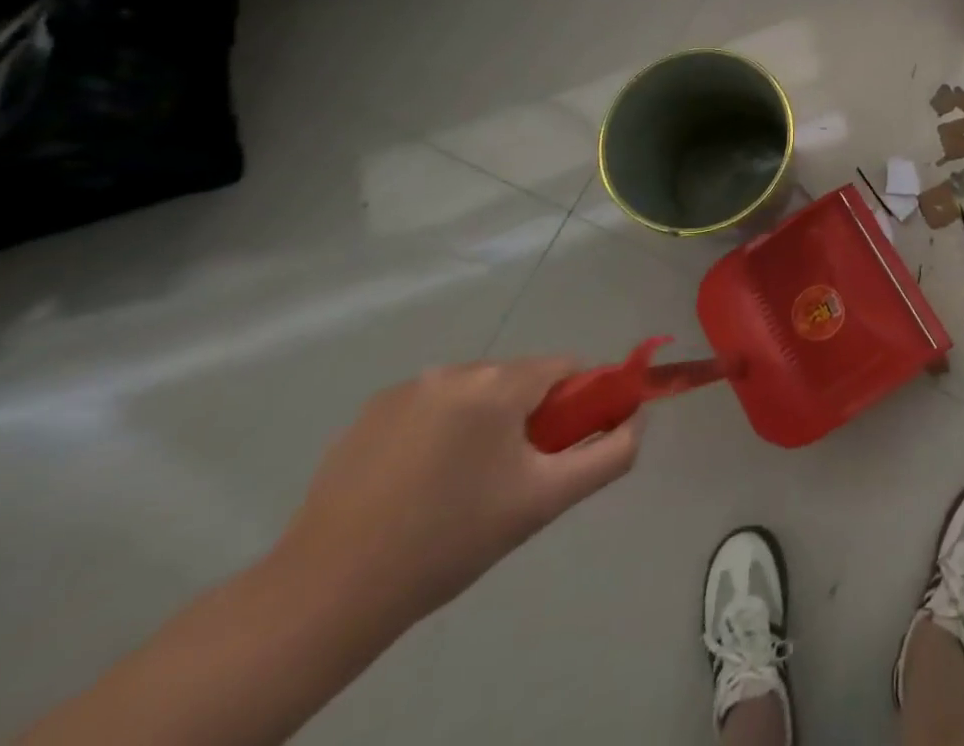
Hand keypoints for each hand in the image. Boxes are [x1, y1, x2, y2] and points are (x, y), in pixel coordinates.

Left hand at [273, 358, 641, 628]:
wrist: (325, 596)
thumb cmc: (449, 542)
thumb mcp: (545, 502)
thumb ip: (610, 454)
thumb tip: (638, 417)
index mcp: (498, 385)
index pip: (565, 368)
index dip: (577, 403)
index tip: (561, 449)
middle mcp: (455, 369)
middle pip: (519, 378)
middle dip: (528, 417)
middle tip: (511, 478)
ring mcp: (406, 388)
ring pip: (475, 392)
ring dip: (485, 423)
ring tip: (460, 486)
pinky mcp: (369, 412)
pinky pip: (432, 405)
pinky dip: (441, 430)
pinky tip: (419, 484)